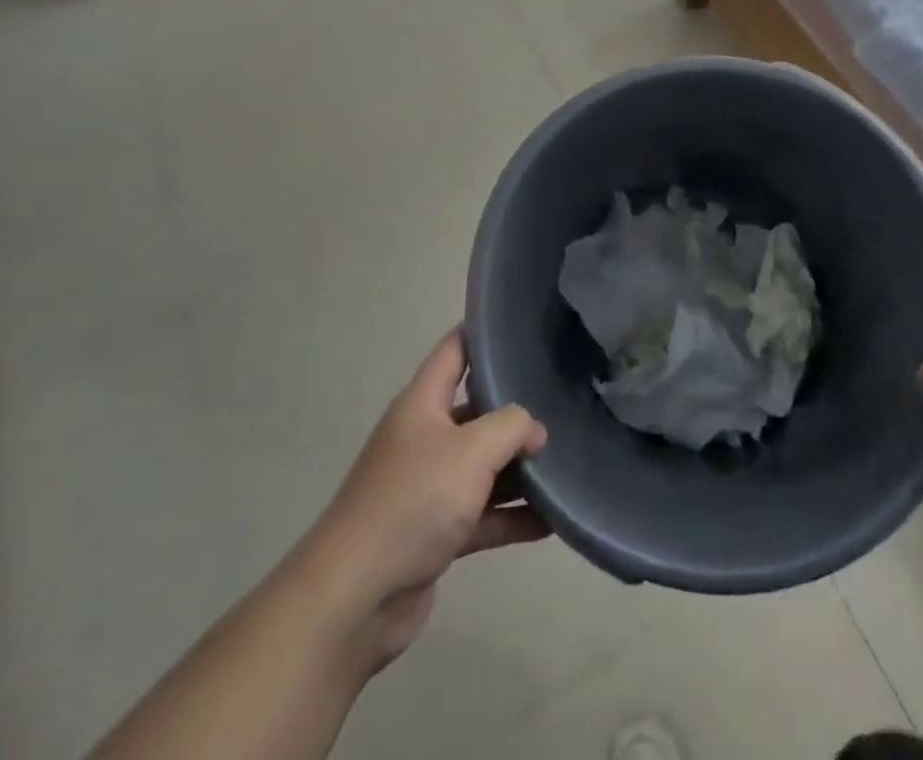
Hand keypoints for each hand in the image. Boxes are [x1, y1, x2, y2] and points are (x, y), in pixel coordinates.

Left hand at [302, 330, 548, 675]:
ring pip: (484, 466)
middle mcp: (424, 438)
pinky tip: (553, 521)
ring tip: (567, 461)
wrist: (355, 598)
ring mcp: (429, 487)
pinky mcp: (436, 533)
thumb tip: (534, 431)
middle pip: (476, 410)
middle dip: (516, 408)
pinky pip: (484, 514)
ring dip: (520, 468)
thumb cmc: (412, 501)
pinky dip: (513, 516)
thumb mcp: (471, 450)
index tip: (522, 324)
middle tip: (563, 399)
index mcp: (422, 404)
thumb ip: (512, 427)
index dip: (483, 332)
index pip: (454, 350)